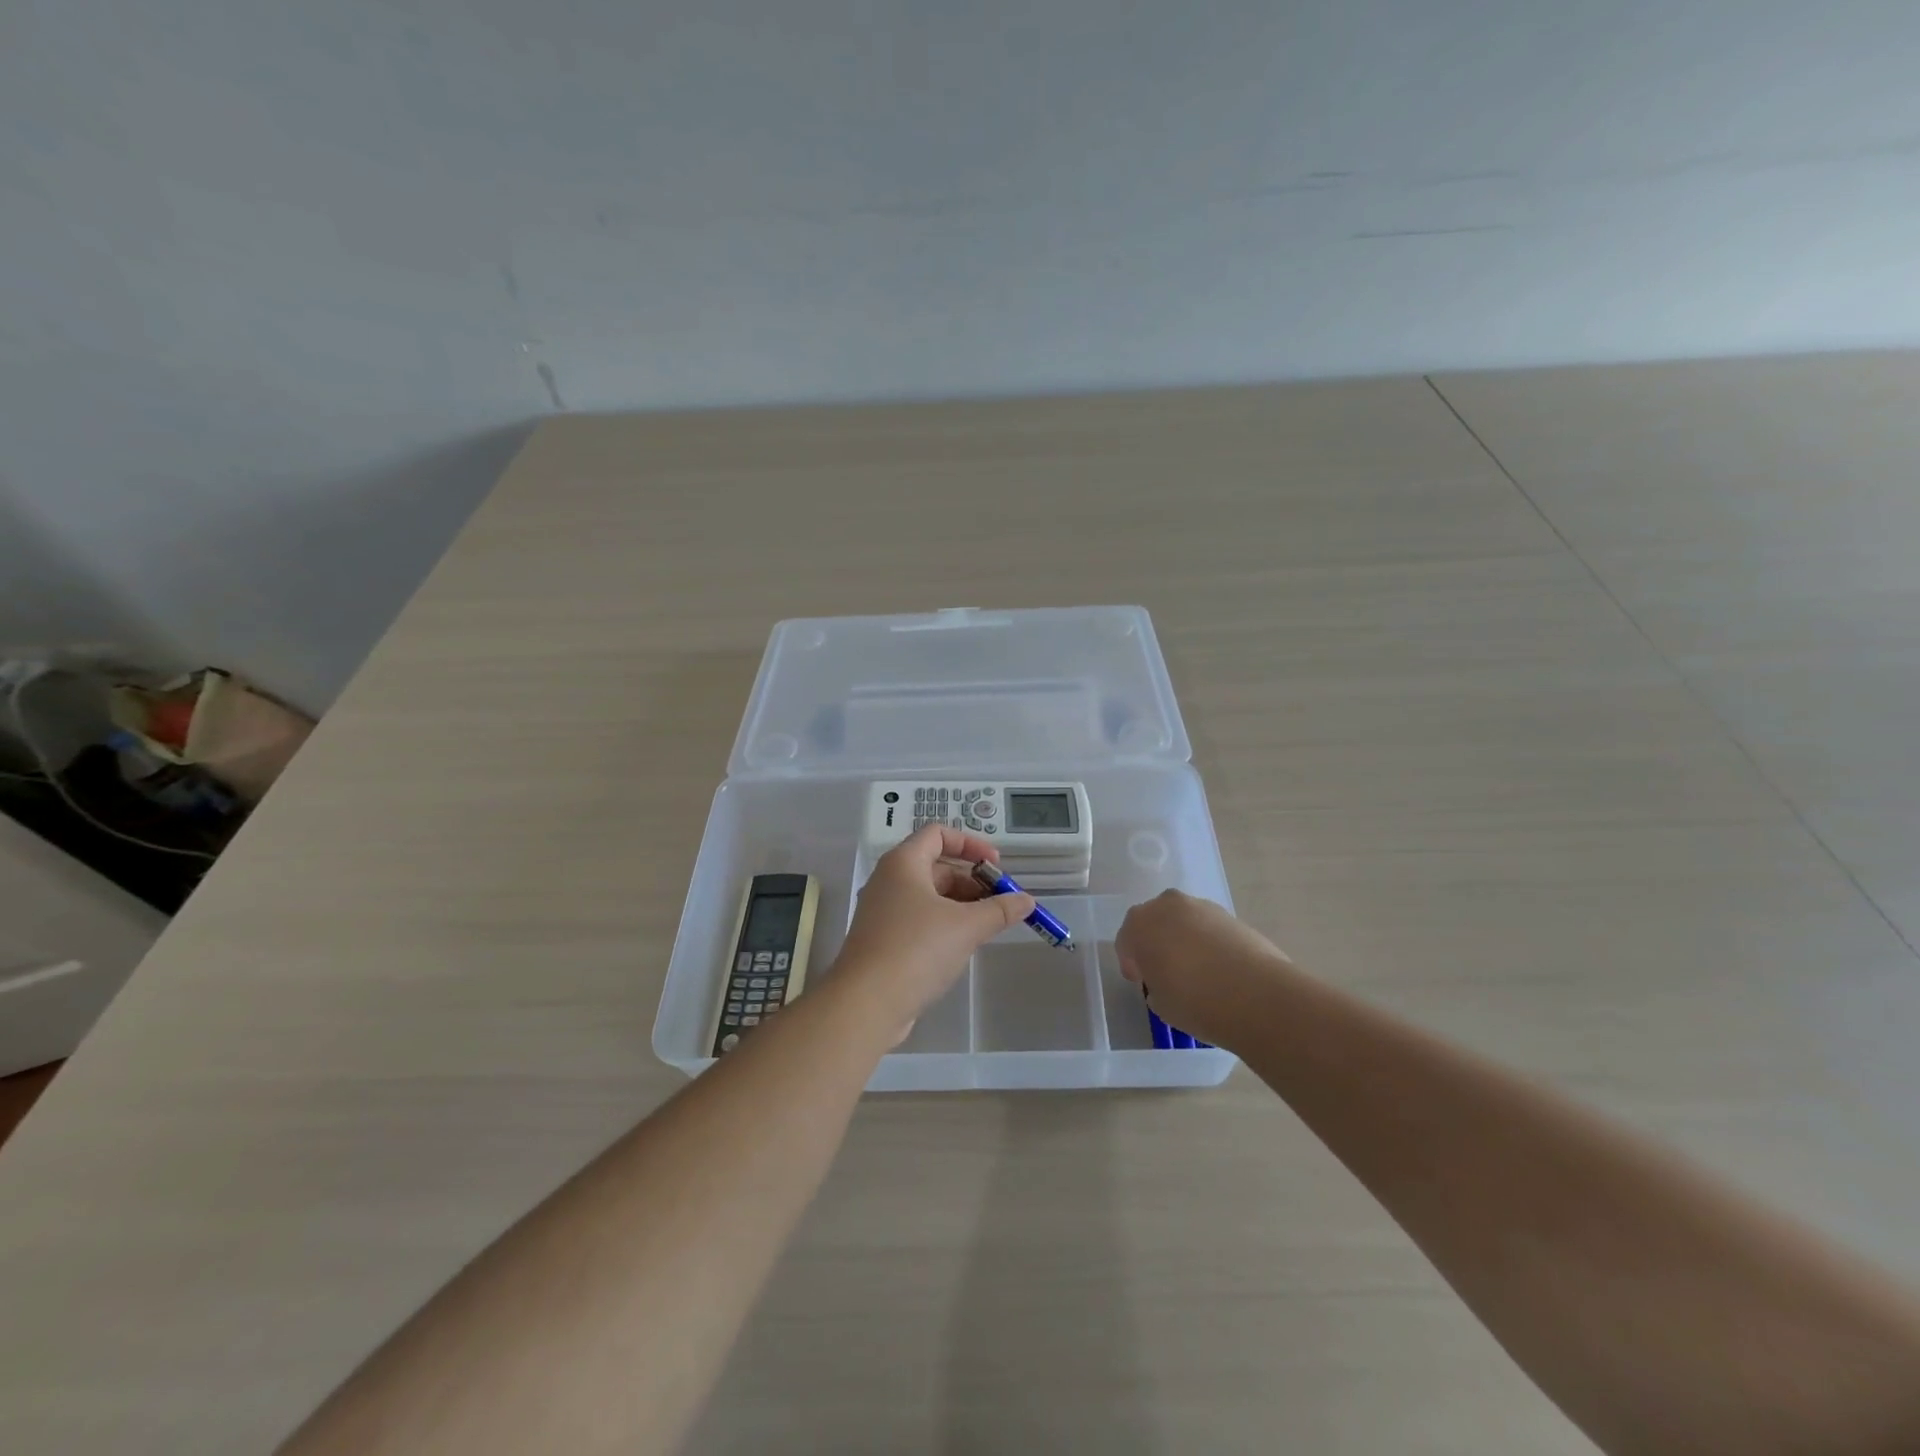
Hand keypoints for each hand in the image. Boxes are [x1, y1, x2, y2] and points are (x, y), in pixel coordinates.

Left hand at [833, 826, 1034, 1038]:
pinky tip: (963, 945)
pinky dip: (944, 923)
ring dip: (961, 904)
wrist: (865, 1003)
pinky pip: (919, 919)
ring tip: (989, 925)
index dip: (971, 844)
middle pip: (936, 865)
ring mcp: (882, 911)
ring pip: (929, 895)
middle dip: (972, 880)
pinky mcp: (882, 939)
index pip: (938, 833)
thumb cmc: (916, 950)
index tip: (996, 865)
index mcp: (903, 863)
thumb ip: (1000, 909)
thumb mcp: (966, 926)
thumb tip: (1027, 900)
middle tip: (1000, 902)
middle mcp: (889, 880)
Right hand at [1114, 889, 1294, 1049]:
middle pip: (1154, 922)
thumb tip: (1165, 982)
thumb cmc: (1195, 1001)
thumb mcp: (1160, 1004)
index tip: (1142, 982)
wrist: (1256, 995)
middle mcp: (1166, 906)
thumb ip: (1155, 986)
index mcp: (1139, 924)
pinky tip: (1220, 969)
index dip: (1132, 963)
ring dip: (1184, 939)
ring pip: (1183, 921)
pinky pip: (1209, 927)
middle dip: (1156, 942)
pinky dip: (1209, 942)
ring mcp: (1201, 906)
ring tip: (1198, 972)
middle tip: (1166, 972)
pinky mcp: (1231, 915)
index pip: (1126, 941)